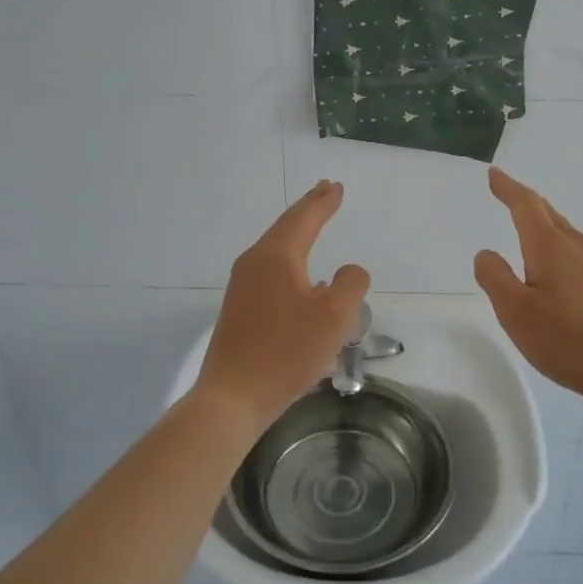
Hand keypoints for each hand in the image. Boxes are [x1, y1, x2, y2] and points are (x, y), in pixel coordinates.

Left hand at [195, 180, 370, 432]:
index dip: (323, 203)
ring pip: (276, 250)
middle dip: (307, 210)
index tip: (335, 187)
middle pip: (285, 228)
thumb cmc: (286, 352)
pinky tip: (303, 279)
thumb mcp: (333, 317)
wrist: (233, 396)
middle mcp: (254, 263)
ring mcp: (242, 287)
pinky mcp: (239, 310)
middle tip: (324, 192)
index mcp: (276, 257)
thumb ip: (349, 285)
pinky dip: (290, 261)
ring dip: (297, 235)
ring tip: (314, 225)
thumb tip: (347, 272)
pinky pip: (270, 272)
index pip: (304, 219)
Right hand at [474, 168, 582, 412]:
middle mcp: (576, 247)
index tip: (493, 173)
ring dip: (541, 222)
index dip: (508, 188)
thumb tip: (486, 252)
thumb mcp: (516, 312)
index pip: (526, 206)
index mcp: (551, 247)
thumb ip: (495, 278)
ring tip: (525, 224)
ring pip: (563, 232)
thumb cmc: (567, 341)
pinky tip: (552, 265)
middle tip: (506, 192)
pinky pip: (574, 251)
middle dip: (524, 201)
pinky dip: (555, 244)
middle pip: (548, 214)